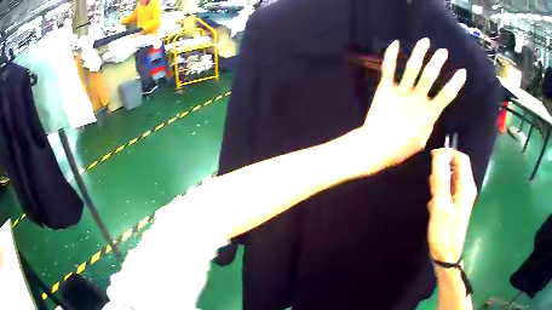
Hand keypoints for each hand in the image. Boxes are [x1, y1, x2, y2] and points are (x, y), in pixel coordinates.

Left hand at [359, 38, 466, 169]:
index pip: (446, 95)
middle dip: (438, 62)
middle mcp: (417, 99)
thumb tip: (430, 115)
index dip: (455, 83)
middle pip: (430, 76)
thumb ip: (427, 125)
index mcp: (428, 114)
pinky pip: (388, 69)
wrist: (375, 148)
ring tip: (425, 41)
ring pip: (412, 67)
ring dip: (420, 53)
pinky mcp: (385, 89)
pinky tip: (395, 43)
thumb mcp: (421, 142)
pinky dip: (391, 55)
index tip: (462, 72)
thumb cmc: (399, 149)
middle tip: (443, 51)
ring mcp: (400, 92)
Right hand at [428, 149, 476, 262]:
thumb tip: (439, 153)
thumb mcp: (440, 204)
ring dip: (441, 182)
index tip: (433, 158)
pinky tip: (434, 204)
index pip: (461, 158)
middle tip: (431, 184)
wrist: (447, 256)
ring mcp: (463, 197)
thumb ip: (440, 178)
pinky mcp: (457, 205)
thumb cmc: (444, 231)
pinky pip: (450, 190)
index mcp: (466, 186)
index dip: (448, 153)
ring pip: (452, 178)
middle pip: (457, 167)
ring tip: (432, 196)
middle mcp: (467, 188)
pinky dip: (441, 192)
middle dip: (443, 169)